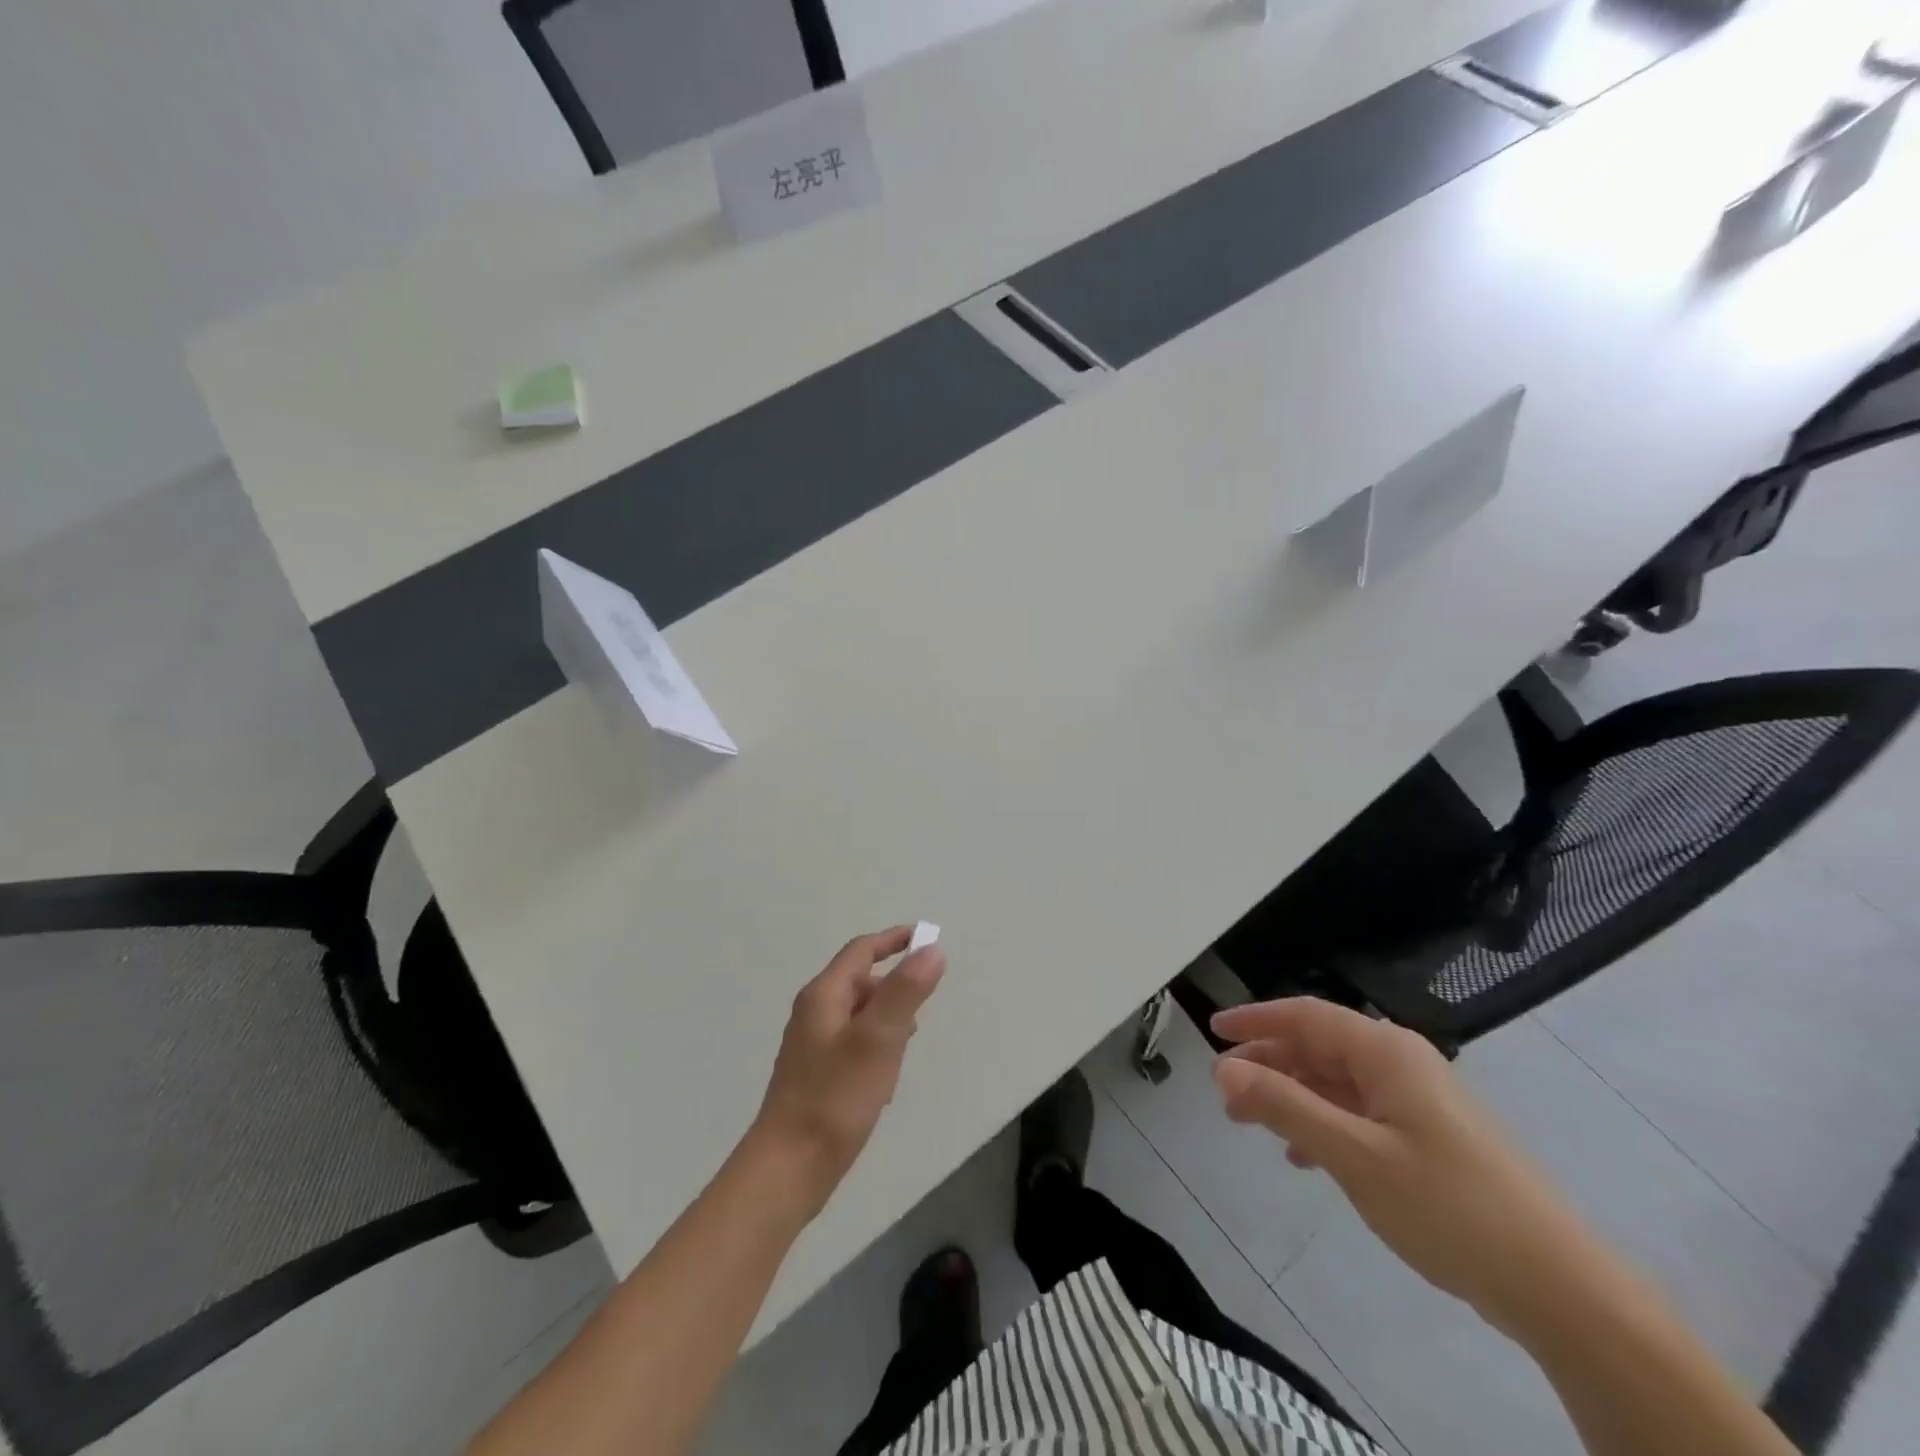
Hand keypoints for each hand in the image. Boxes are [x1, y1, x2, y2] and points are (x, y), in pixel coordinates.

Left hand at [750, 927, 945, 1218]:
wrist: (788, 1169)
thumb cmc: (834, 1098)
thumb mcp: (878, 1040)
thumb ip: (905, 992)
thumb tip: (932, 949)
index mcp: (824, 995)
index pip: (862, 951)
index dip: (894, 940)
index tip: (927, 938)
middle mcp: (814, 1013)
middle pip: (861, 982)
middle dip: (895, 989)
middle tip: (921, 1013)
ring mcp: (813, 1045)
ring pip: (860, 1016)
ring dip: (887, 1022)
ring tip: (905, 1052)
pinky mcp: (817, 1073)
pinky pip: (854, 1044)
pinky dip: (876, 1048)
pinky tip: (885, 1082)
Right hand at [1211, 998, 1593, 1335]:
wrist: (1559, 1286)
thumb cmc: (1448, 1206)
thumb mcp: (1353, 1155)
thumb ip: (1285, 1106)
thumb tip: (1223, 1067)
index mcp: (1385, 1051)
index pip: (1304, 1015)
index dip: (1254, 1019)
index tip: (1211, 1030)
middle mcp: (1401, 1062)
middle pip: (1318, 1046)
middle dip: (1268, 1064)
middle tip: (1224, 1093)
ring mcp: (1419, 1099)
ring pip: (1337, 1081)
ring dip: (1291, 1096)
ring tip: (1251, 1124)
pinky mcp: (1431, 1135)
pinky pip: (1360, 1112)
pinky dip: (1324, 1123)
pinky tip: (1305, 1157)